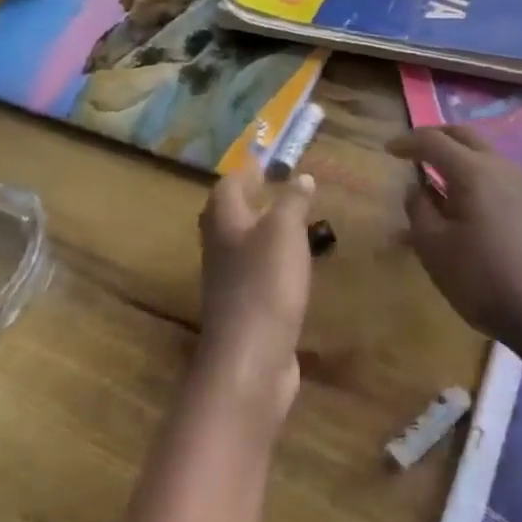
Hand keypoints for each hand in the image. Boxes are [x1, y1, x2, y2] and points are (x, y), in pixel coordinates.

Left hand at [195, 166, 315, 424]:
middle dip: (248, 201)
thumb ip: (292, 203)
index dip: (246, 172)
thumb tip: (300, 177)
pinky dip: (273, 264)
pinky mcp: (246, 311)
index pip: (227, 187)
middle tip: (276, 190)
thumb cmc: (265, 284)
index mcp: (224, 224)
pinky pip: (257, 276)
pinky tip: (294, 268)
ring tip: (292, 224)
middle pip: (227, 217)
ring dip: (262, 232)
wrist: (251, 359)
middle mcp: (220, 250)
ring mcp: (230, 284)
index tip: (267, 162)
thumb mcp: (284, 232)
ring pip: (242, 247)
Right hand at [388, 126, 521, 382]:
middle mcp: (500, 167)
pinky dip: (470, 176)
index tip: (387, 150)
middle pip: (463, 136)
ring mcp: (520, 185)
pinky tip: (458, 202)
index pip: (433, 141)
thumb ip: (418, 209)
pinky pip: (493, 175)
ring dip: (455, 156)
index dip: (407, 142)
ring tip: (432, 177)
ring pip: (482, 154)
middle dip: (435, 138)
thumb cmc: (481, 278)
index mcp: (473, 171)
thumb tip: (416, 189)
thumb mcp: (433, 246)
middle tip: (411, 150)